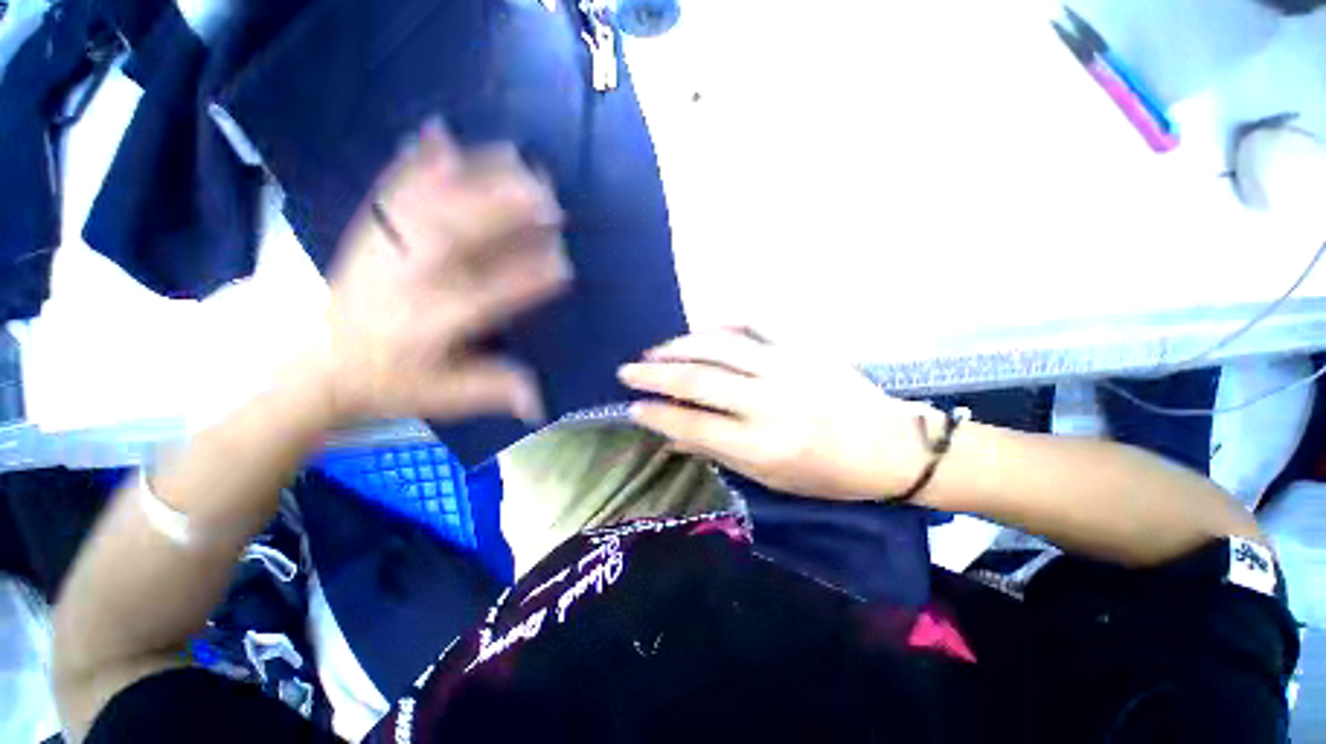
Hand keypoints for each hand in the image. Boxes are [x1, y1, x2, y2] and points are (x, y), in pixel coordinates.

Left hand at [301, 120, 570, 424]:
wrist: (316, 364)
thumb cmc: (389, 382)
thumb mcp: (443, 398)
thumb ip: (492, 393)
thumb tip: (540, 403)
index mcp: (427, 325)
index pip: (485, 298)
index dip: (527, 281)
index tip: (565, 265)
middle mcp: (405, 281)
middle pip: (454, 238)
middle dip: (504, 214)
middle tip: (549, 198)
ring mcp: (383, 250)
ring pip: (428, 206)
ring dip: (473, 178)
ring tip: (515, 159)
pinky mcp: (369, 232)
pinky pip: (391, 192)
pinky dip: (416, 161)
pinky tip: (441, 135)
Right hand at [617, 330, 940, 499]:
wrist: (889, 445)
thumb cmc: (828, 474)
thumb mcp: (772, 480)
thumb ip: (721, 453)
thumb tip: (676, 438)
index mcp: (762, 447)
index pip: (694, 427)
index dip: (658, 416)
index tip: (632, 408)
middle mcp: (768, 404)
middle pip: (698, 382)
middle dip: (655, 376)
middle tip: (626, 371)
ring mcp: (785, 369)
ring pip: (720, 348)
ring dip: (680, 347)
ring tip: (654, 351)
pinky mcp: (801, 349)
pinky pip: (754, 328)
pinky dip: (722, 326)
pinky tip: (701, 330)